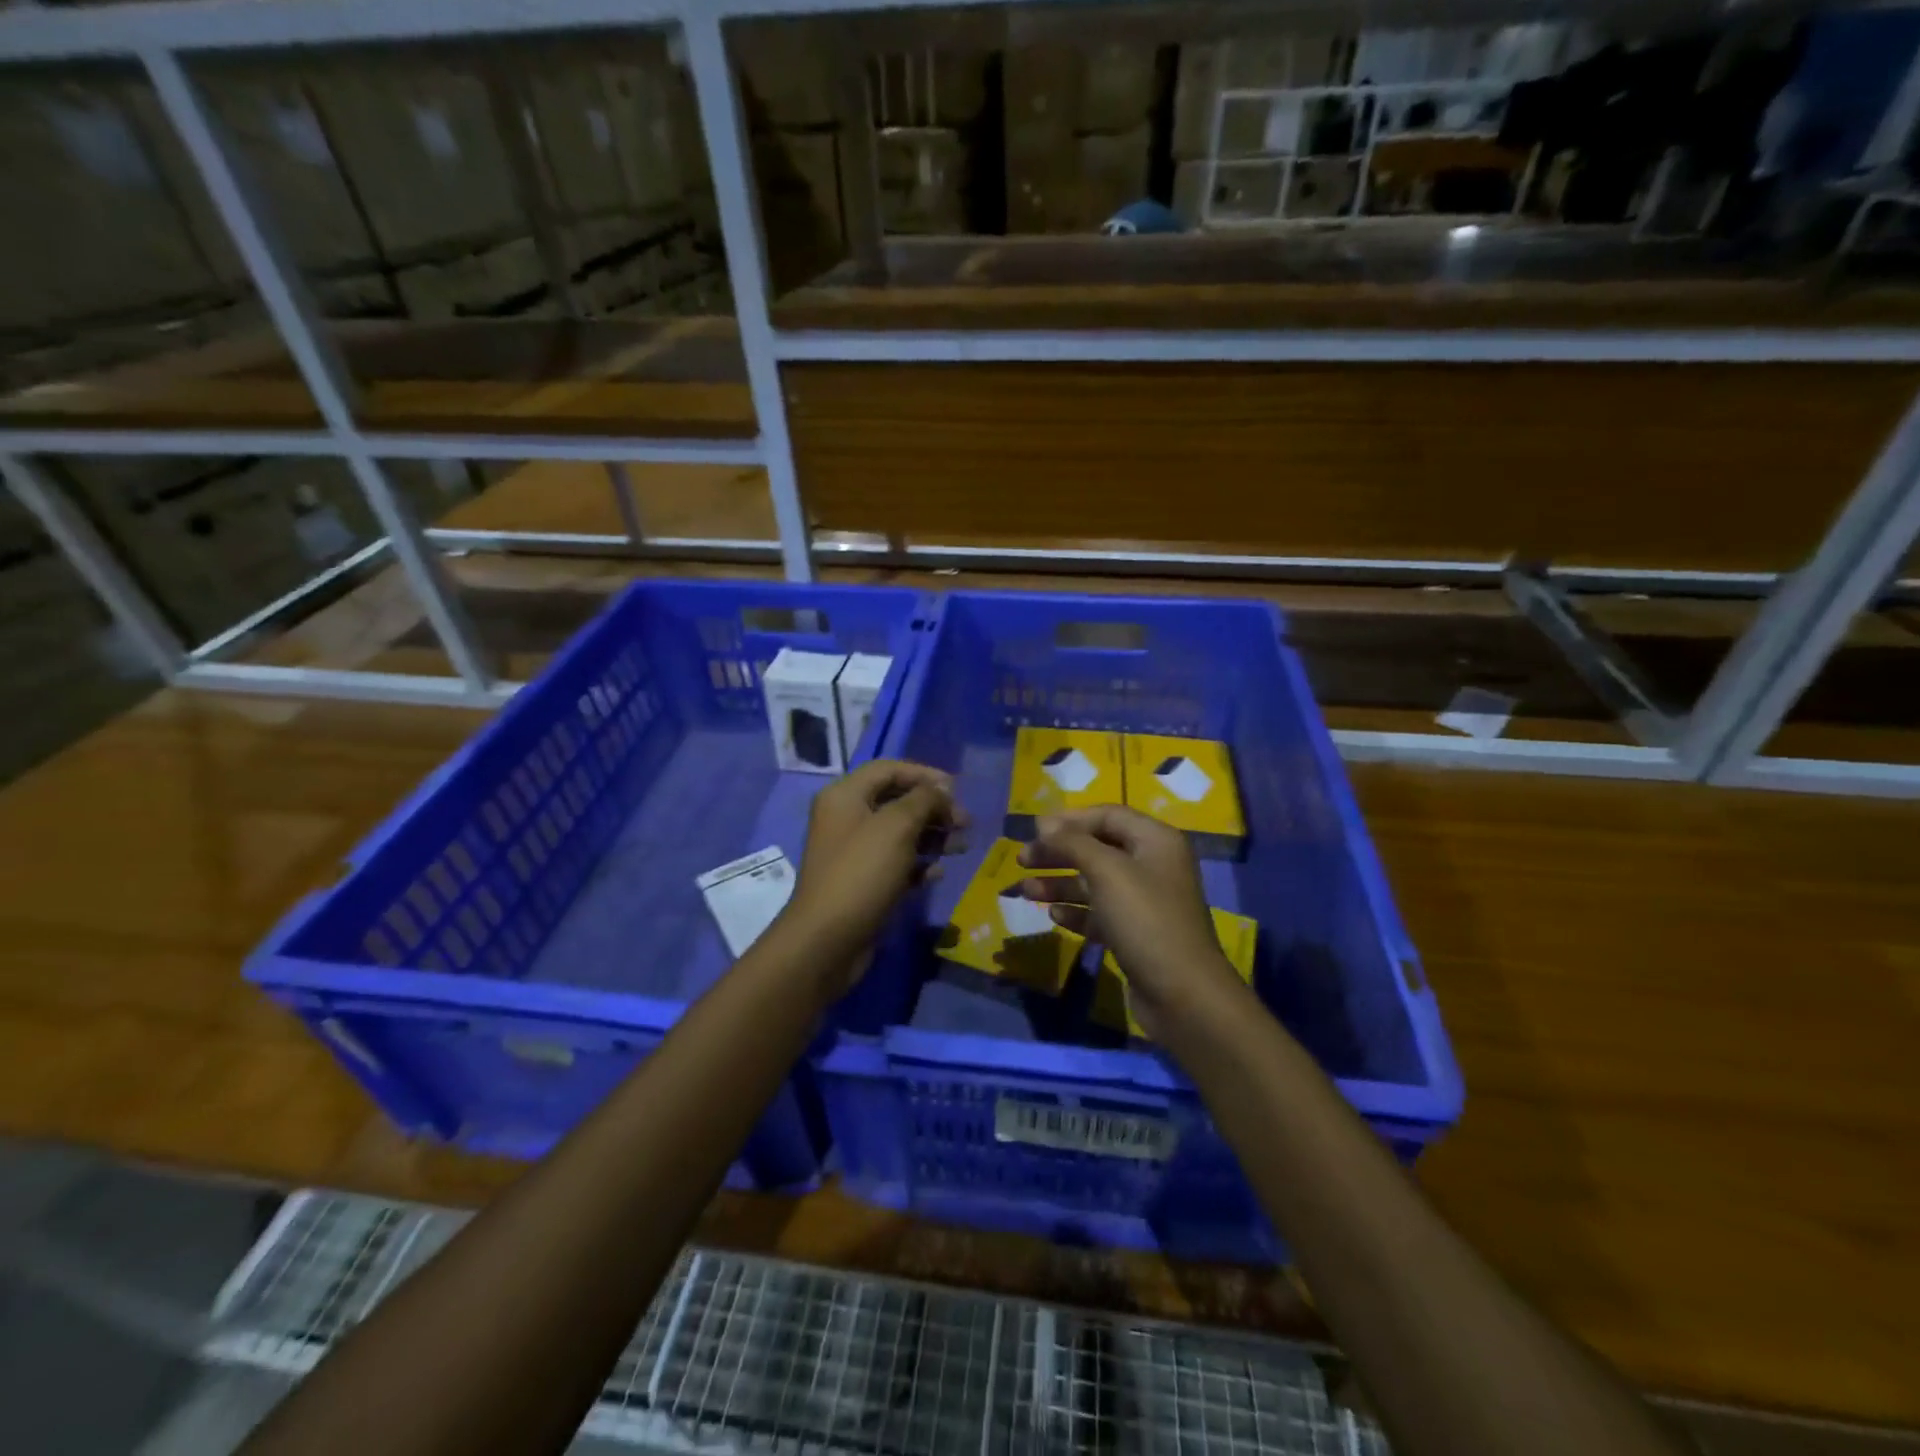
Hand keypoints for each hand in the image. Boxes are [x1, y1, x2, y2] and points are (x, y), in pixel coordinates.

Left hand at [784, 760, 965, 980]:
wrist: (828, 939)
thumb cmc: (862, 872)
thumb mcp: (897, 826)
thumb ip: (924, 800)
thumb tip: (941, 790)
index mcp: (845, 796)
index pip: (889, 770)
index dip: (924, 774)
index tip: (957, 789)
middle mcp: (847, 818)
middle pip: (897, 801)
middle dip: (933, 809)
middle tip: (964, 824)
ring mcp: (854, 852)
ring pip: (900, 833)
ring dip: (932, 836)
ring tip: (961, 847)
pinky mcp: (863, 882)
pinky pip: (896, 863)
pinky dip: (919, 864)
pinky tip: (938, 874)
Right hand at [1018, 806, 1249, 1038]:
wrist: (1183, 994)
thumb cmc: (1145, 920)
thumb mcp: (1107, 872)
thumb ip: (1073, 843)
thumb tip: (1044, 824)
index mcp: (1155, 841)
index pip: (1107, 815)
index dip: (1069, 820)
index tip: (1034, 831)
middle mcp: (1152, 865)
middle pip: (1097, 848)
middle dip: (1058, 853)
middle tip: (1022, 860)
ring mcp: (1145, 902)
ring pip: (1095, 882)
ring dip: (1060, 884)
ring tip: (1026, 891)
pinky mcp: (1136, 934)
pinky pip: (1100, 913)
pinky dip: (1077, 911)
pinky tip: (1054, 916)